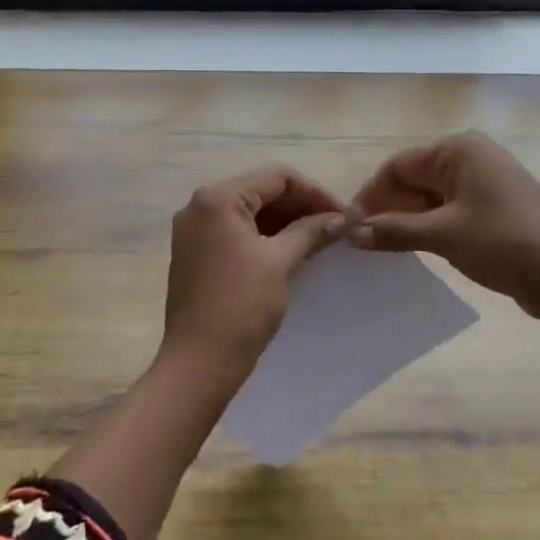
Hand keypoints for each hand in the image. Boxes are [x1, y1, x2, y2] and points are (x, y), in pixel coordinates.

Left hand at [159, 167, 347, 385]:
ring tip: (320, 240)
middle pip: (261, 192)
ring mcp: (194, 230)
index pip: (276, 178)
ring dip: (285, 223)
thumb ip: (311, 231)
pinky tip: (293, 252)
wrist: (199, 362)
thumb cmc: (241, 306)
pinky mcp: (195, 253)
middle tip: (336, 228)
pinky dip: (265, 237)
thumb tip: (343, 217)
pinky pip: (236, 232)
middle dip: (300, 207)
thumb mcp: (280, 262)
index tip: (344, 215)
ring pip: (249, 213)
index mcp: (218, 198)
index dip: (315, 192)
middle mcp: (200, 205)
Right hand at [350, 131, 539, 316]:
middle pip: (415, 178)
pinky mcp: (497, 206)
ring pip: (433, 196)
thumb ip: (393, 231)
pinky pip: (452, 209)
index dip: (371, 194)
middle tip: (364, 240)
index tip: (349, 224)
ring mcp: (488, 181)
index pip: (399, 165)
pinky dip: (431, 226)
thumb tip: (350, 233)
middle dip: (389, 207)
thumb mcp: (442, 236)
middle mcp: (473, 156)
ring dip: (408, 219)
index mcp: (459, 150)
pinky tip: (417, 248)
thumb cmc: (502, 243)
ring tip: (385, 247)